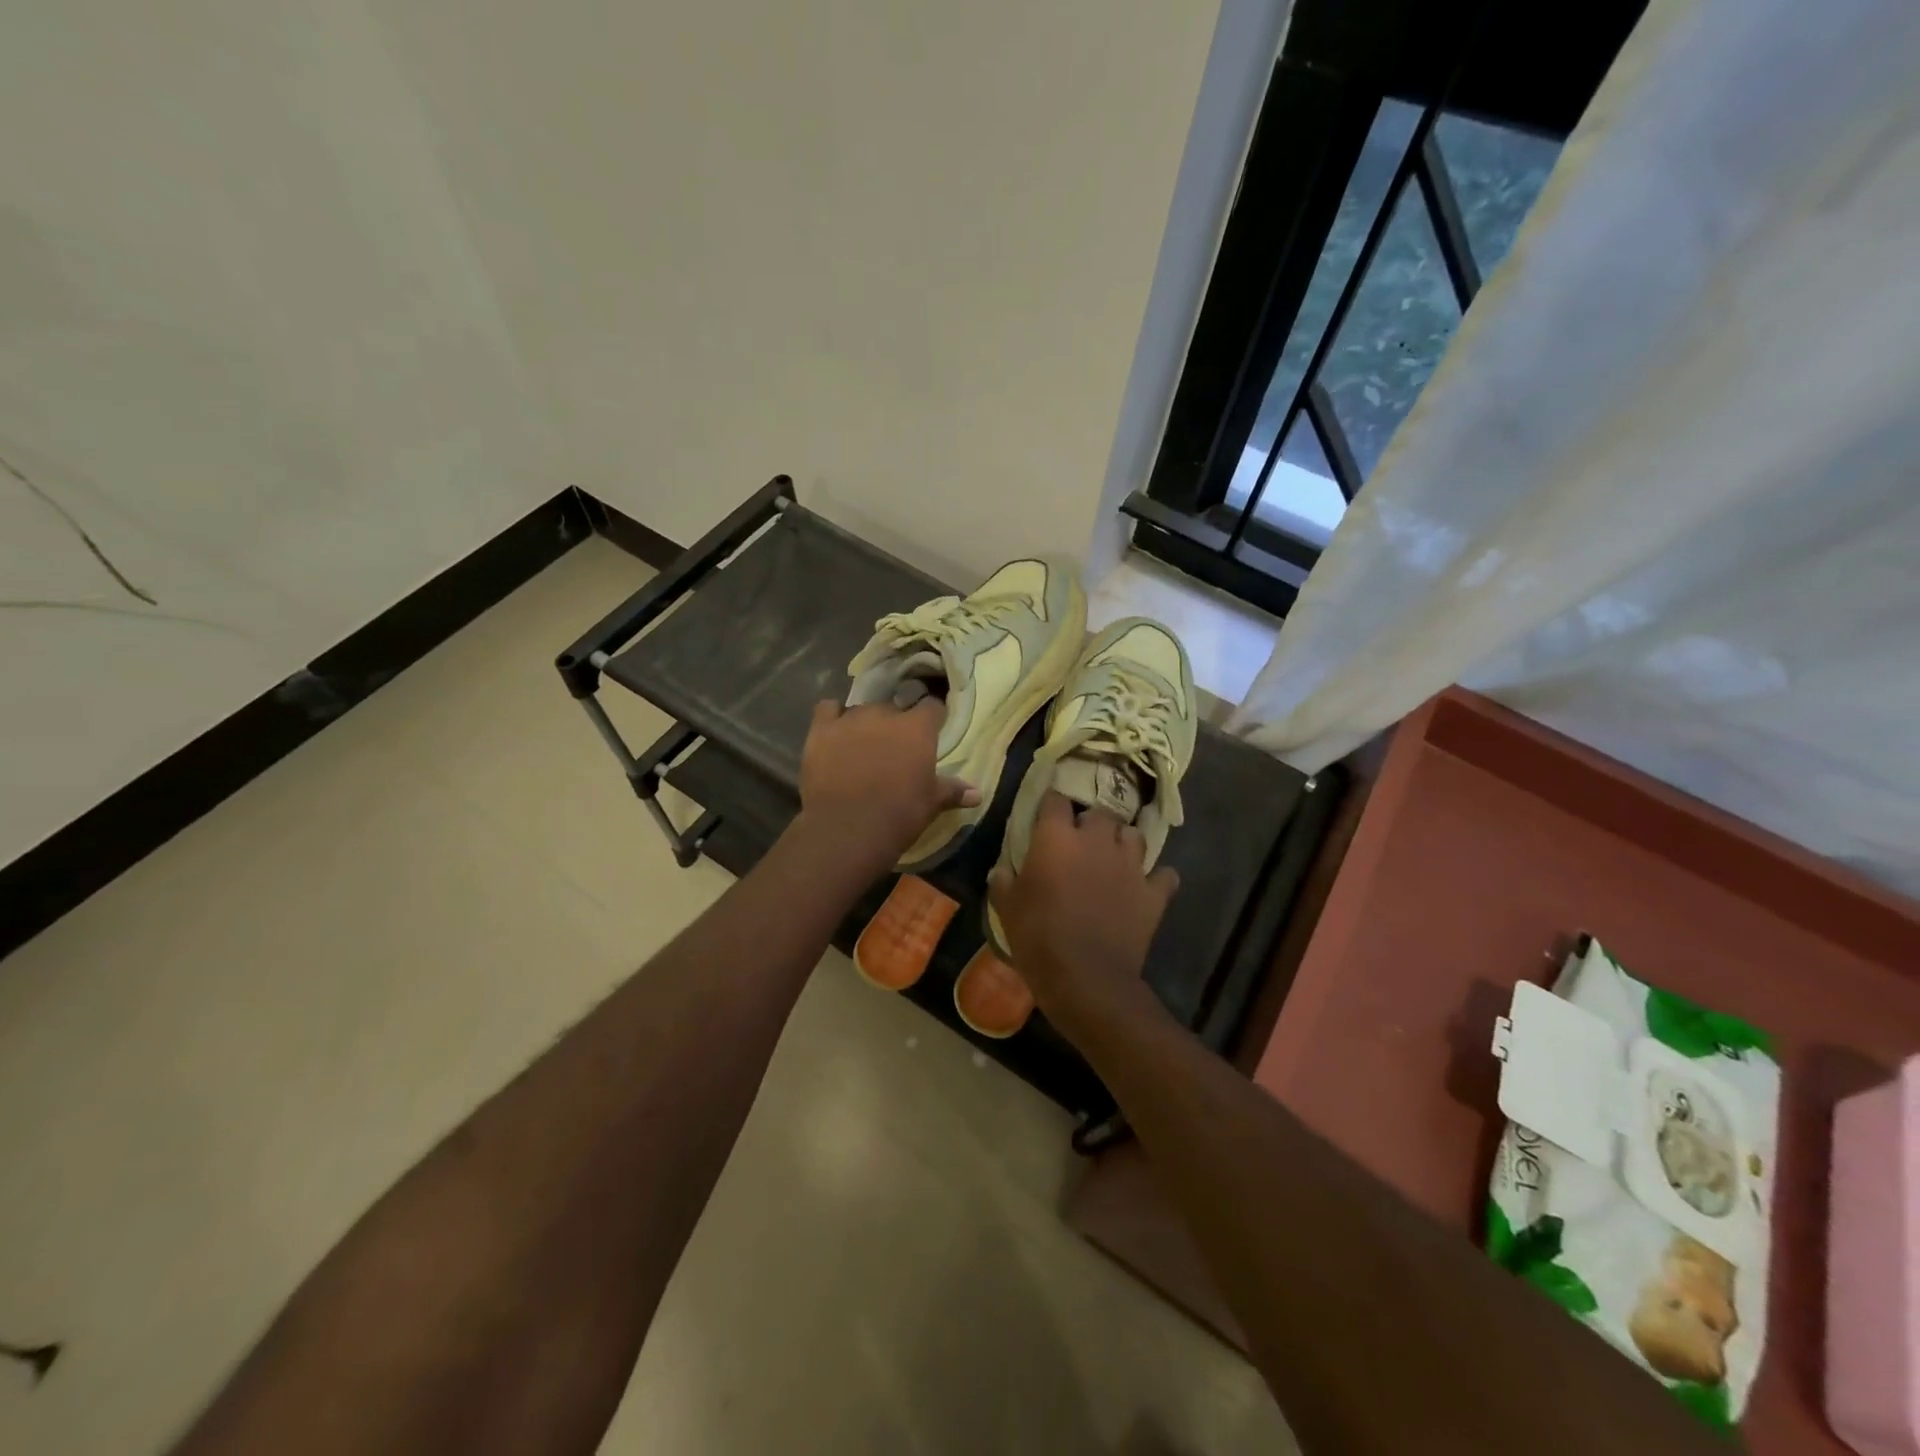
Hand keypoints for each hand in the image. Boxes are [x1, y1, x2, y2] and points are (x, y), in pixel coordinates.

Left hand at [798, 698, 978, 870]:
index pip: (932, 707)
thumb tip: (978, 793)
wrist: (848, 828)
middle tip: (894, 748)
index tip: (931, 731)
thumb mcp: (931, 803)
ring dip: (865, 723)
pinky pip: (827, 709)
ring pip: (862, 709)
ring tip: (863, 744)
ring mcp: (850, 719)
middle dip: (895, 724)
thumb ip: (953, 791)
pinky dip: (831, 717)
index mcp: (917, 728)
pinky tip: (833, 732)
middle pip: (894, 708)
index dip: (932, 719)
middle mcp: (885, 714)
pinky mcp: (821, 730)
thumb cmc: (899, 814)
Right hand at [988, 791, 1179, 1039]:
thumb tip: (1001, 870)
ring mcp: (1130, 865)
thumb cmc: (1038, 937)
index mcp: (1057, 838)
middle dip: (1091, 822)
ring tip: (1114, 857)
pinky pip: (1164, 875)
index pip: (1056, 800)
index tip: (1046, 814)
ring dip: (1124, 842)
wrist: (1086, 978)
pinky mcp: (1153, 893)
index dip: (1051, 804)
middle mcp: (1097, 841)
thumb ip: (1003, 882)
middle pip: (1100, 812)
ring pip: (1135, 835)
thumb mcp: (1006, 908)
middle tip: (1081, 840)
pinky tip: (1146, 887)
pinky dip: (1156, 879)